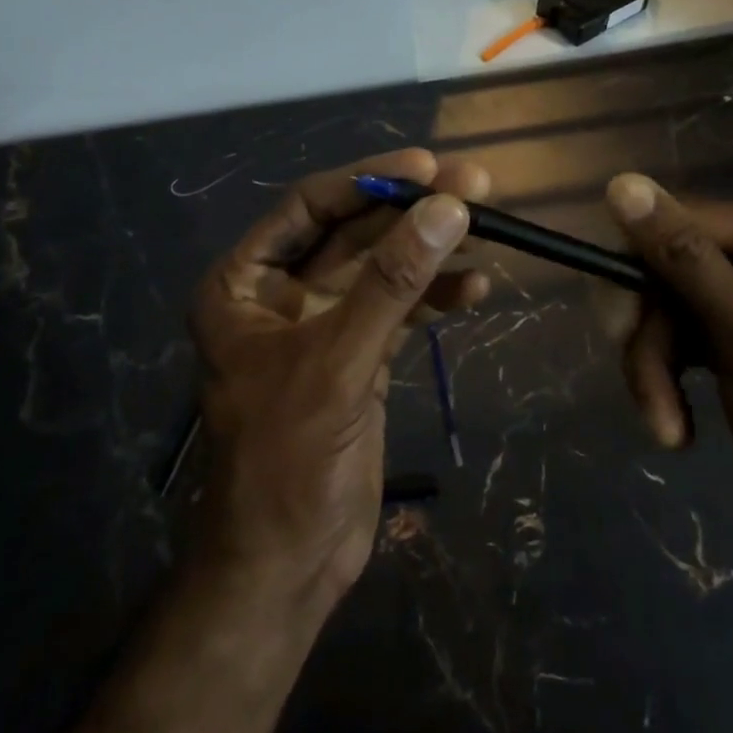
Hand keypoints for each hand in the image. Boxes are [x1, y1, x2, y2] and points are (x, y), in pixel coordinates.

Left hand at [186, 150, 490, 616]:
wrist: (287, 566)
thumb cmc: (288, 460)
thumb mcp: (338, 362)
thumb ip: (392, 282)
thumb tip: (447, 207)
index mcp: (245, 283)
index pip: (309, 207)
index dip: (368, 182)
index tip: (427, 166)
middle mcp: (280, 293)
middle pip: (352, 232)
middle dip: (411, 211)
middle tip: (475, 185)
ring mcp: (322, 324)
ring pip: (380, 268)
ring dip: (429, 250)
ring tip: (487, 230)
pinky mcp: (357, 355)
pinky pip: (398, 308)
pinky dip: (434, 297)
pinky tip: (475, 289)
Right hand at [601, 174, 732, 552]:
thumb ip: (685, 258)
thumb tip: (621, 182)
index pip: (685, 221)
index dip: (640, 265)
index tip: (618, 323)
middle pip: (666, 266)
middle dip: (649, 332)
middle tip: (644, 384)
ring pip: (661, 307)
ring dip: (652, 367)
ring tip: (665, 424)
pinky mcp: (731, 334)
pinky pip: (673, 335)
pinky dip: (663, 379)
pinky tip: (675, 424)